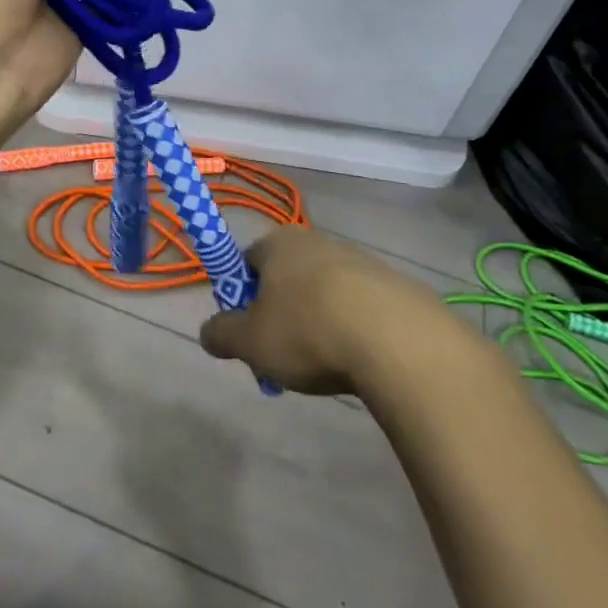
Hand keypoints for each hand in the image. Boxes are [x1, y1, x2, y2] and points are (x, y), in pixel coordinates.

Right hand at [199, 228, 465, 394]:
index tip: (249, 334)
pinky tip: (359, 361)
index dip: (241, 299)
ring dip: (317, 324)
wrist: (398, 342)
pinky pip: (359, 308)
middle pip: (285, 279)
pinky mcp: (394, 285)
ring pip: (323, 294)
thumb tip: (209, 333)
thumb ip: (221, 334)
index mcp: (279, 243)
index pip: (245, 262)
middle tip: (283, 358)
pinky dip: (352, 331)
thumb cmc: (308, 331)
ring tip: (324, 366)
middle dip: (280, 316)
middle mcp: (317, 241)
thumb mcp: (250, 342)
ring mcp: (360, 260)